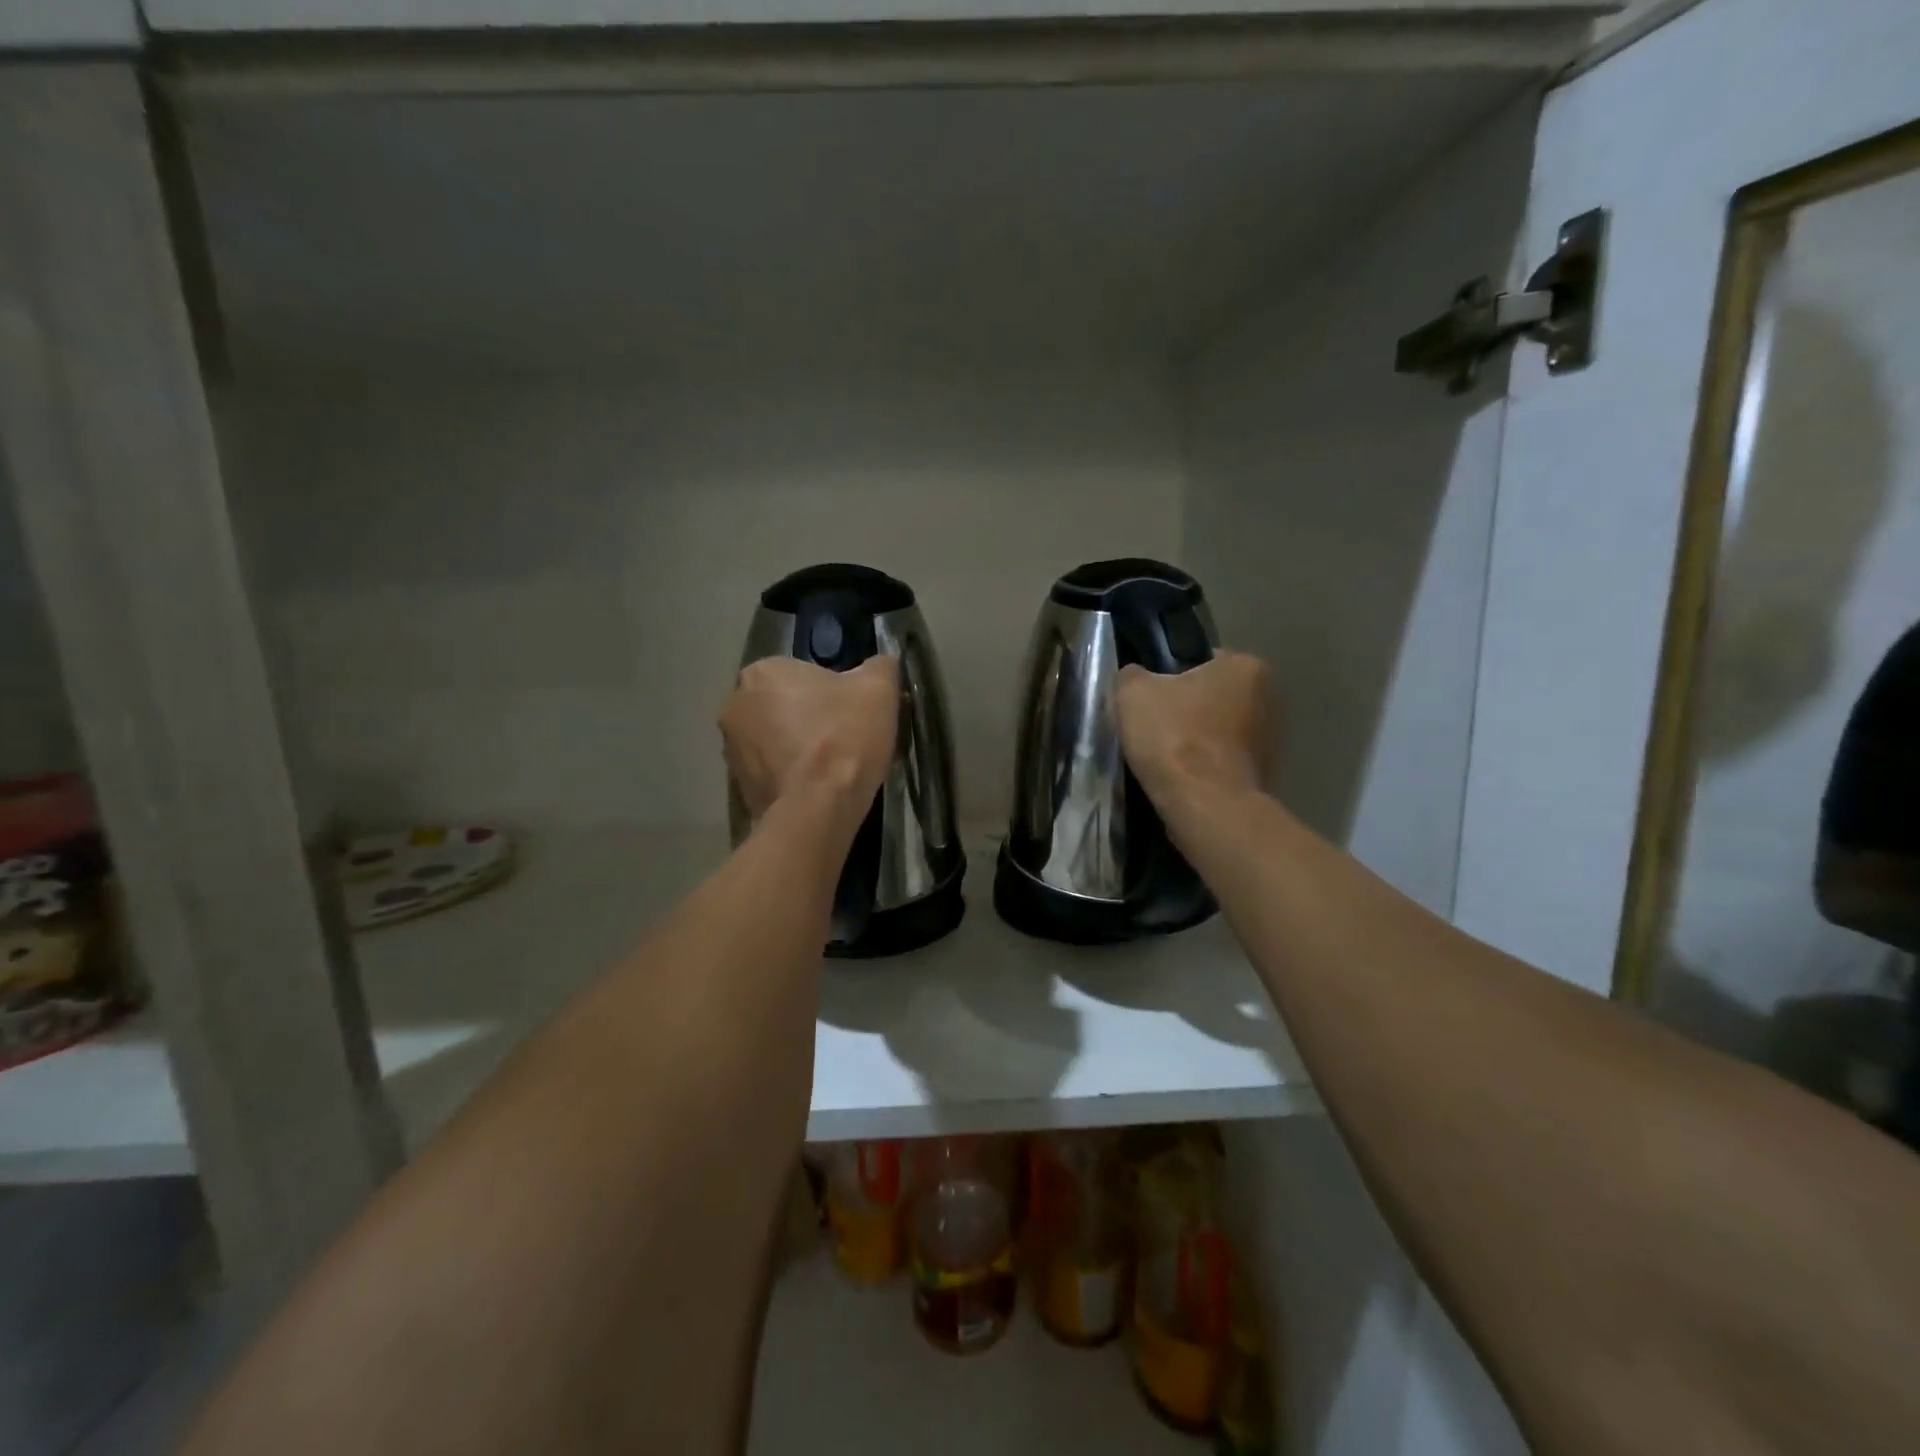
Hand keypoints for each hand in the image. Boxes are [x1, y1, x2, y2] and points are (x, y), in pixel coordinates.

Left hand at [720, 656, 898, 823]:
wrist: (818, 809)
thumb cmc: (844, 737)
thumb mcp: (879, 689)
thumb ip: (879, 666)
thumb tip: (881, 664)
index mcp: (762, 671)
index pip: (802, 673)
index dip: (833, 692)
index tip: (853, 712)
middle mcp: (735, 703)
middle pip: (785, 705)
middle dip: (811, 718)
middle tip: (846, 739)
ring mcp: (730, 748)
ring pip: (776, 739)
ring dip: (798, 747)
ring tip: (833, 769)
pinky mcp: (737, 785)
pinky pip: (771, 771)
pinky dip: (791, 775)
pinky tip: (817, 789)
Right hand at [1117, 651, 1274, 804]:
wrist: (1205, 806)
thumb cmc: (1174, 737)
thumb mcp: (1133, 692)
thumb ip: (1133, 675)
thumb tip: (1136, 678)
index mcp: (1247, 666)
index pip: (1201, 661)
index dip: (1169, 677)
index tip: (1149, 699)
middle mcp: (1271, 698)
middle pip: (1212, 697)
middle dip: (1186, 709)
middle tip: (1153, 727)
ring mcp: (1272, 740)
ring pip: (1218, 731)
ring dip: (1196, 740)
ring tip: (1163, 757)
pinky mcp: (1265, 776)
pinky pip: (1224, 761)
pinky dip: (1205, 767)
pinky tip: (1181, 778)